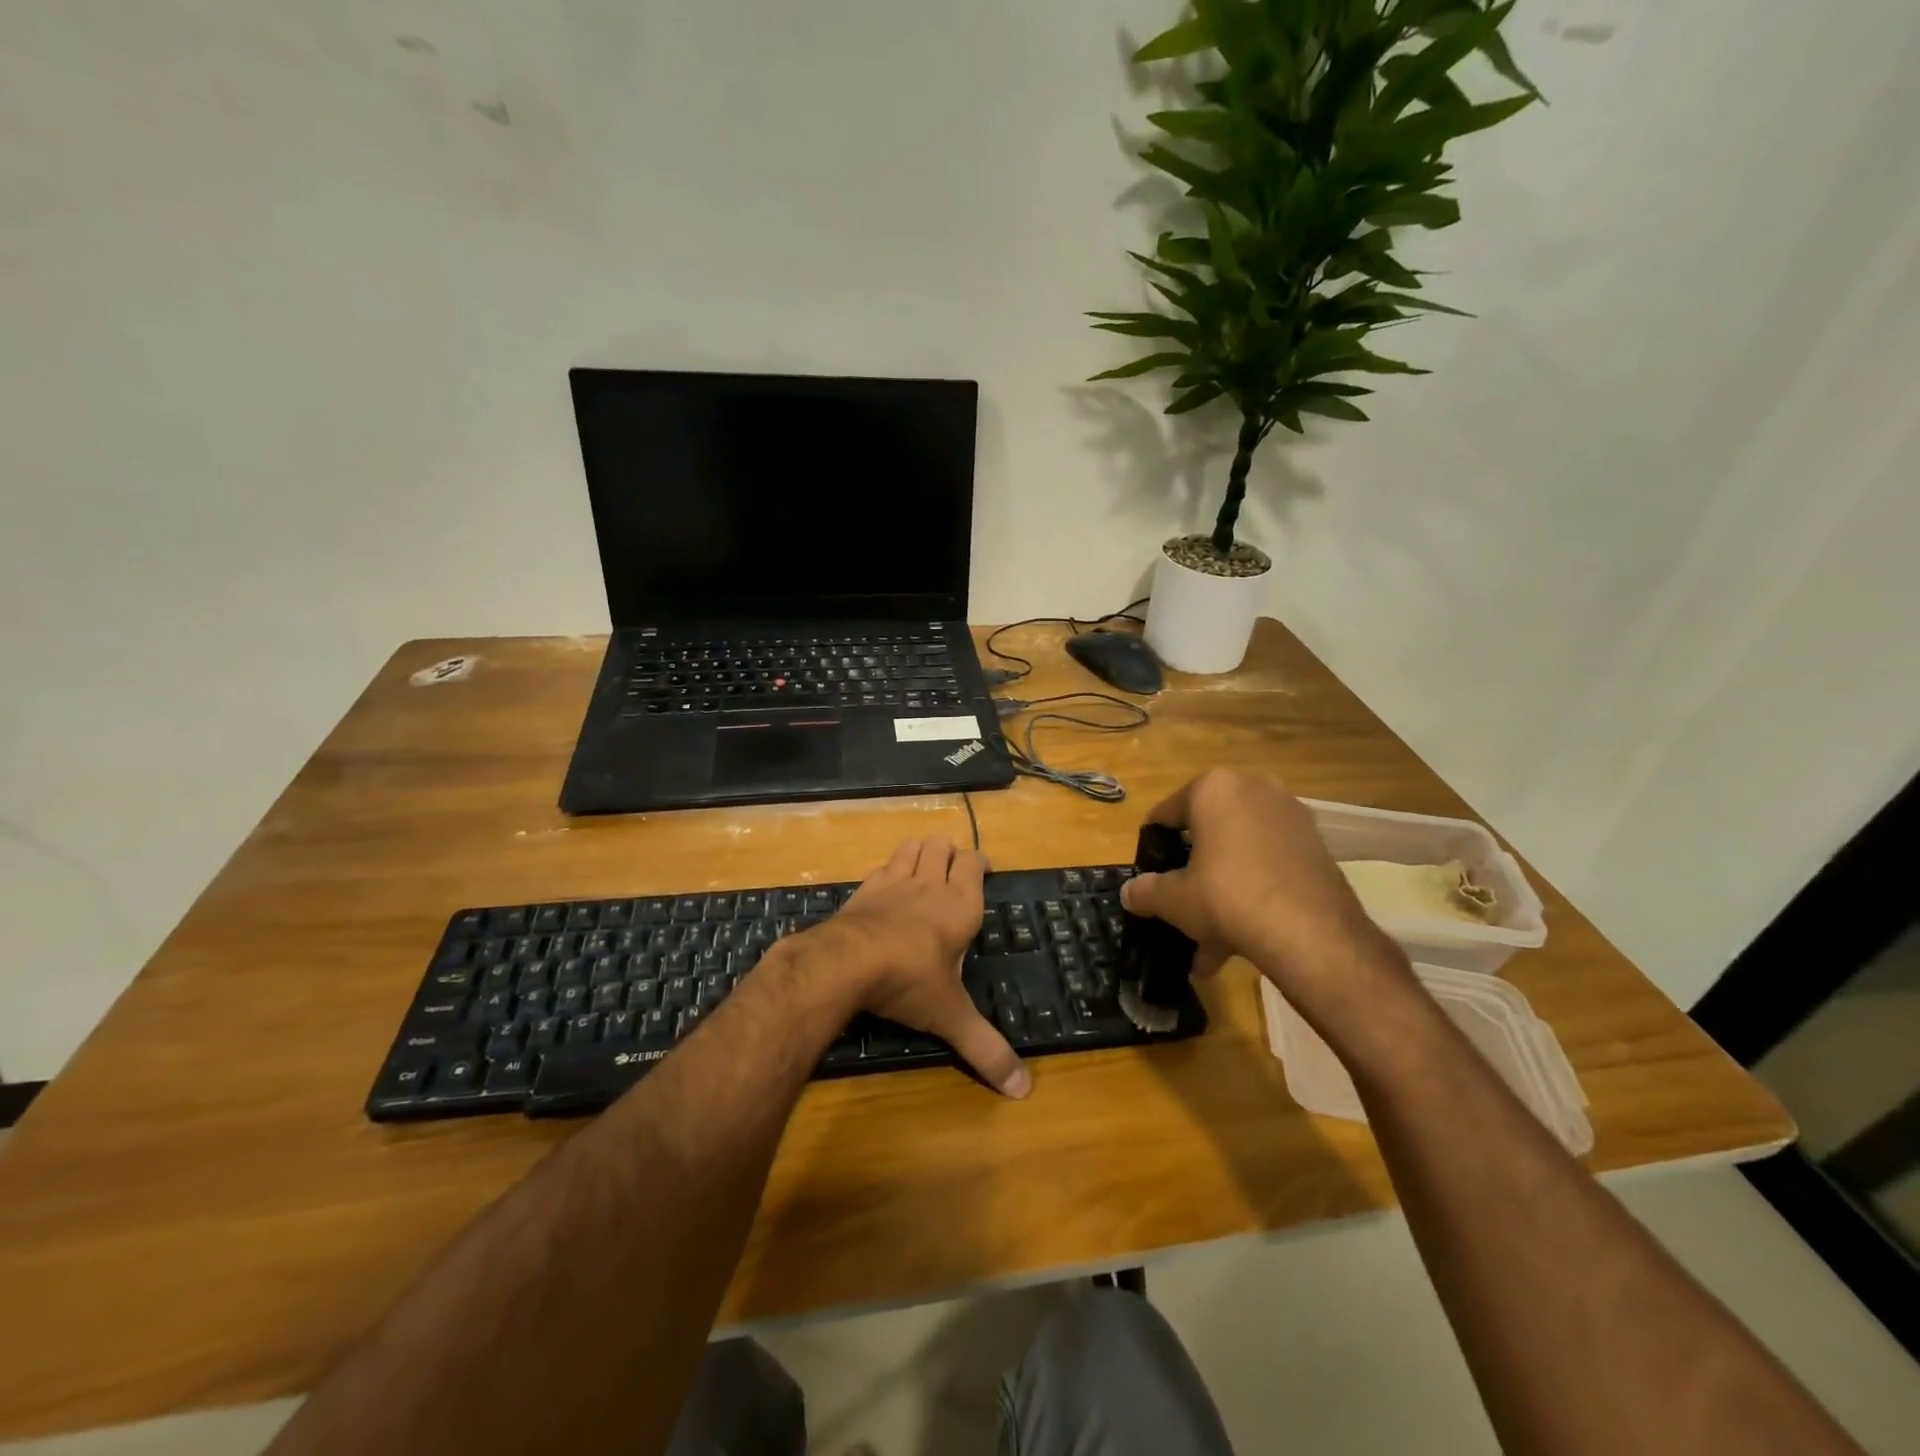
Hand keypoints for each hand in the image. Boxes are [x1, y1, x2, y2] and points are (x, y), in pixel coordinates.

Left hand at [816, 836, 1030, 1099]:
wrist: (846, 962)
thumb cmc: (909, 981)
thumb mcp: (951, 1017)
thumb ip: (985, 1049)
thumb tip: (1023, 1090)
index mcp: (959, 904)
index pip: (974, 862)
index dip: (980, 862)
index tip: (984, 871)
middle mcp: (929, 884)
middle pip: (942, 844)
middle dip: (949, 853)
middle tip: (952, 876)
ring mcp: (893, 881)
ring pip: (911, 846)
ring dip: (920, 853)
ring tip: (923, 873)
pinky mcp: (864, 889)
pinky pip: (882, 867)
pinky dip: (889, 872)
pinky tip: (887, 893)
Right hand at [1119, 770, 1406, 1008]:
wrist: (1310, 931)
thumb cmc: (1227, 897)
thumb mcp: (1174, 899)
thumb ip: (1146, 891)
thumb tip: (1129, 894)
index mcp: (1214, 788)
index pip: (1168, 812)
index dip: (1155, 844)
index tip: (1151, 872)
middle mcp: (1255, 789)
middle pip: (1209, 832)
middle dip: (1194, 871)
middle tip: (1182, 904)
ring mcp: (1291, 816)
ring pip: (1241, 853)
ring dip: (1223, 889)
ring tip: (1210, 940)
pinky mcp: (1317, 846)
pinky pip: (1270, 865)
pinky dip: (1255, 892)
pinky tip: (1243, 938)